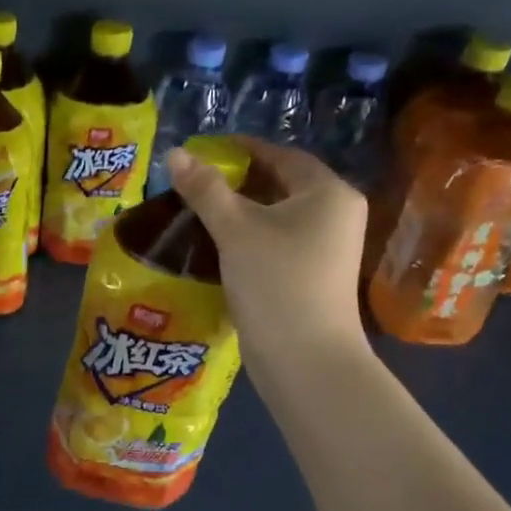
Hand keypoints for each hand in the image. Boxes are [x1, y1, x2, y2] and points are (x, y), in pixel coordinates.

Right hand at [166, 138, 369, 372]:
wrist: (305, 359)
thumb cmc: (276, 282)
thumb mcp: (236, 230)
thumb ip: (205, 189)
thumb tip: (175, 152)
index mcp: (328, 193)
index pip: (281, 156)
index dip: (241, 150)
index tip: (201, 152)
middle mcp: (336, 215)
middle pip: (280, 185)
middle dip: (237, 183)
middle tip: (193, 185)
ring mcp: (328, 248)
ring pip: (277, 217)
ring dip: (240, 213)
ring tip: (198, 213)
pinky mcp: (314, 275)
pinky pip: (279, 242)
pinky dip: (251, 238)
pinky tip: (218, 246)